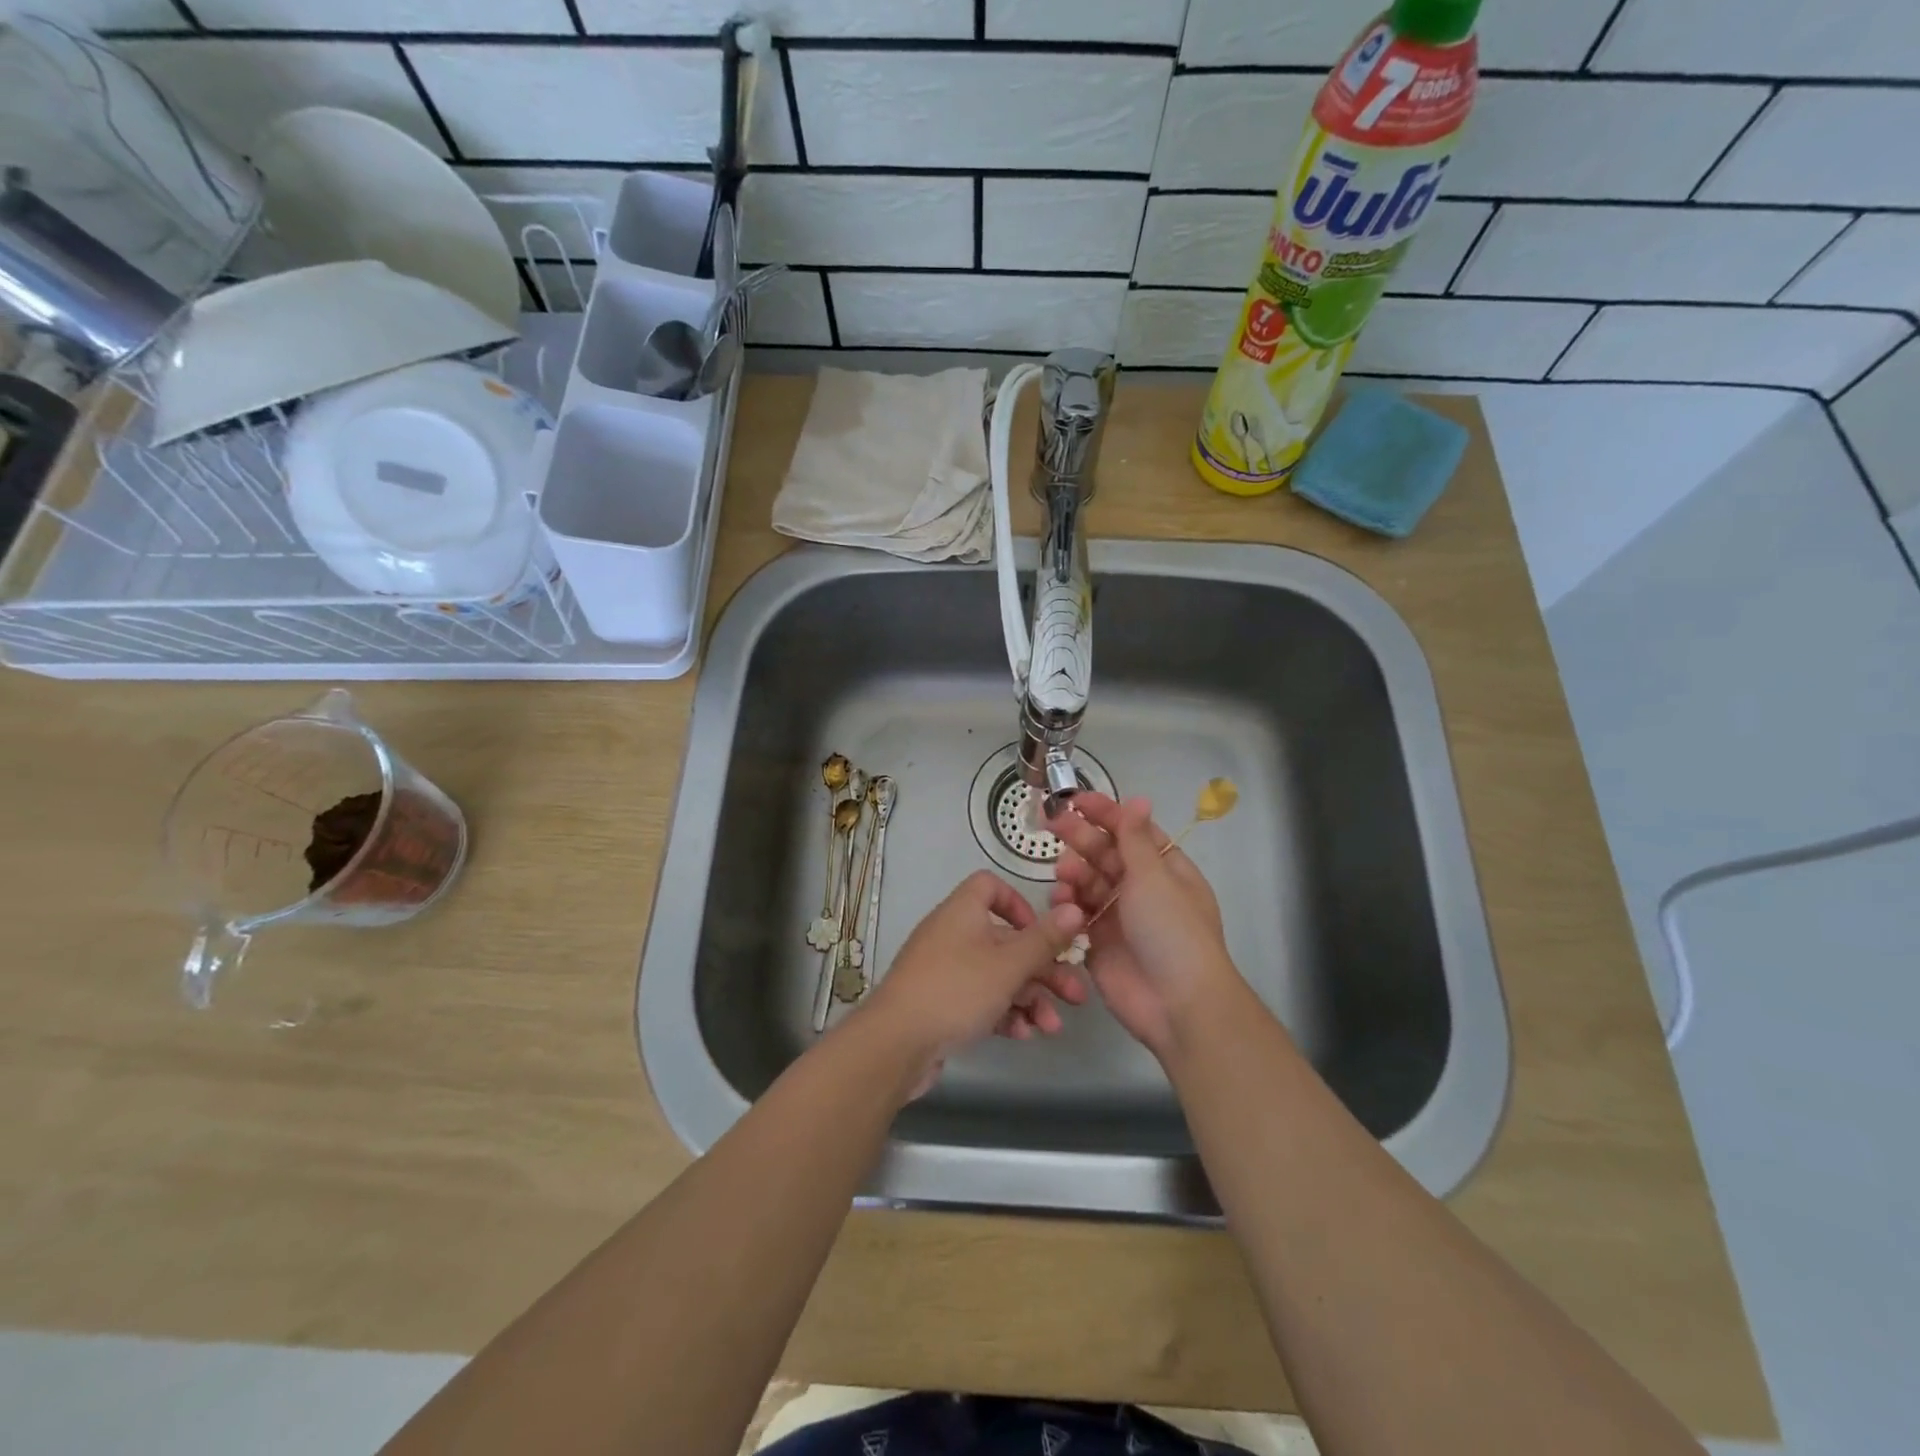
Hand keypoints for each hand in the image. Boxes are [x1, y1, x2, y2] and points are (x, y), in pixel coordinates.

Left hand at [861, 871, 1086, 1092]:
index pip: (990, 886)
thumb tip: (1076, 907)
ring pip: (996, 975)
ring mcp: (944, 970)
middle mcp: (952, 934)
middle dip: (1042, 968)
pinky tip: (1023, 1035)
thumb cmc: (956, 990)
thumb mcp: (1008, 965)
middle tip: (1075, 996)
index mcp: (963, 911)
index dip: (1019, 904)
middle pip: (1005, 940)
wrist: (896, 1043)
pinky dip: (1003, 1013)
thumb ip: (1044, 939)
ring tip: (1052, 1027)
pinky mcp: (940, 1003)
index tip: (1042, 932)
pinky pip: (979, 998)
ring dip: (1029, 997)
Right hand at [1047, 794, 1236, 1056]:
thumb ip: (1136, 839)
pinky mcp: (1099, 944)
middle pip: (1106, 854)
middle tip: (1053, 824)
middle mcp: (1142, 889)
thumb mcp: (1155, 877)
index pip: (1132, 831)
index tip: (1075, 801)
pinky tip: (1060, 901)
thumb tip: (1139, 798)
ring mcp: (1119, 917)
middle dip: (1081, 838)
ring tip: (1063, 874)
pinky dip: (1068, 905)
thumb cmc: (1172, 931)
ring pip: (1089, 883)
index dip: (1105, 814)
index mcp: (1165, 869)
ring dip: (1074, 872)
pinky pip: (1078, 915)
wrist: (1177, 1004)